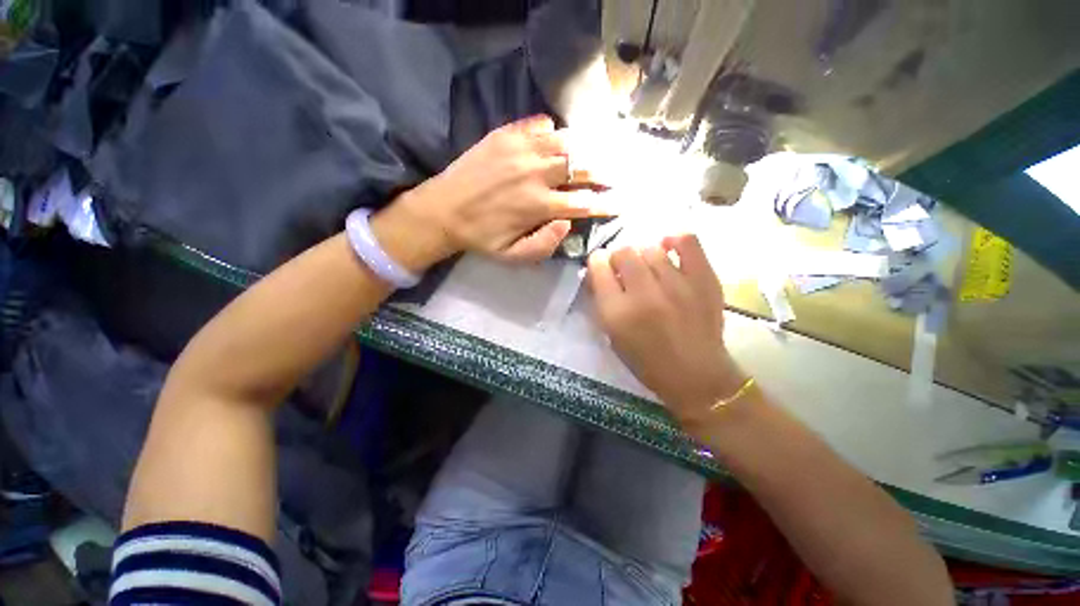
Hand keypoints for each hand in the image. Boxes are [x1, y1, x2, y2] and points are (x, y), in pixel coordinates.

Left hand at [389, 115, 609, 266]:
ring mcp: (521, 150)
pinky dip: (554, 131)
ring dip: (586, 148)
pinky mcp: (506, 135)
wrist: (443, 209)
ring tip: (597, 152)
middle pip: (582, 166)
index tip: (622, 203)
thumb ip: (544, 245)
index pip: (584, 202)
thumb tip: (568, 222)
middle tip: (617, 173)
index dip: (607, 203)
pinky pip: (540, 124)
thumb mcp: (512, 257)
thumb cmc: (481, 237)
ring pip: (566, 142)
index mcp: (538, 206)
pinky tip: (557, 138)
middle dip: (605, 171)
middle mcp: (536, 174)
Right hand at [588, 234, 745, 418]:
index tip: (602, 267)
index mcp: (617, 312)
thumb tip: (598, 272)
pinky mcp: (703, 279)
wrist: (696, 375)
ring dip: (644, 255)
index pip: (598, 266)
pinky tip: (669, 248)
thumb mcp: (612, 335)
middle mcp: (644, 294)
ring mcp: (676, 284)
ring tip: (649, 268)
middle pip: (623, 251)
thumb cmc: (647, 361)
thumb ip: (602, 301)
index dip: (597, 262)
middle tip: (625, 270)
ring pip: (650, 247)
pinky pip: (687, 241)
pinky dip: (674, 240)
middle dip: (619, 258)